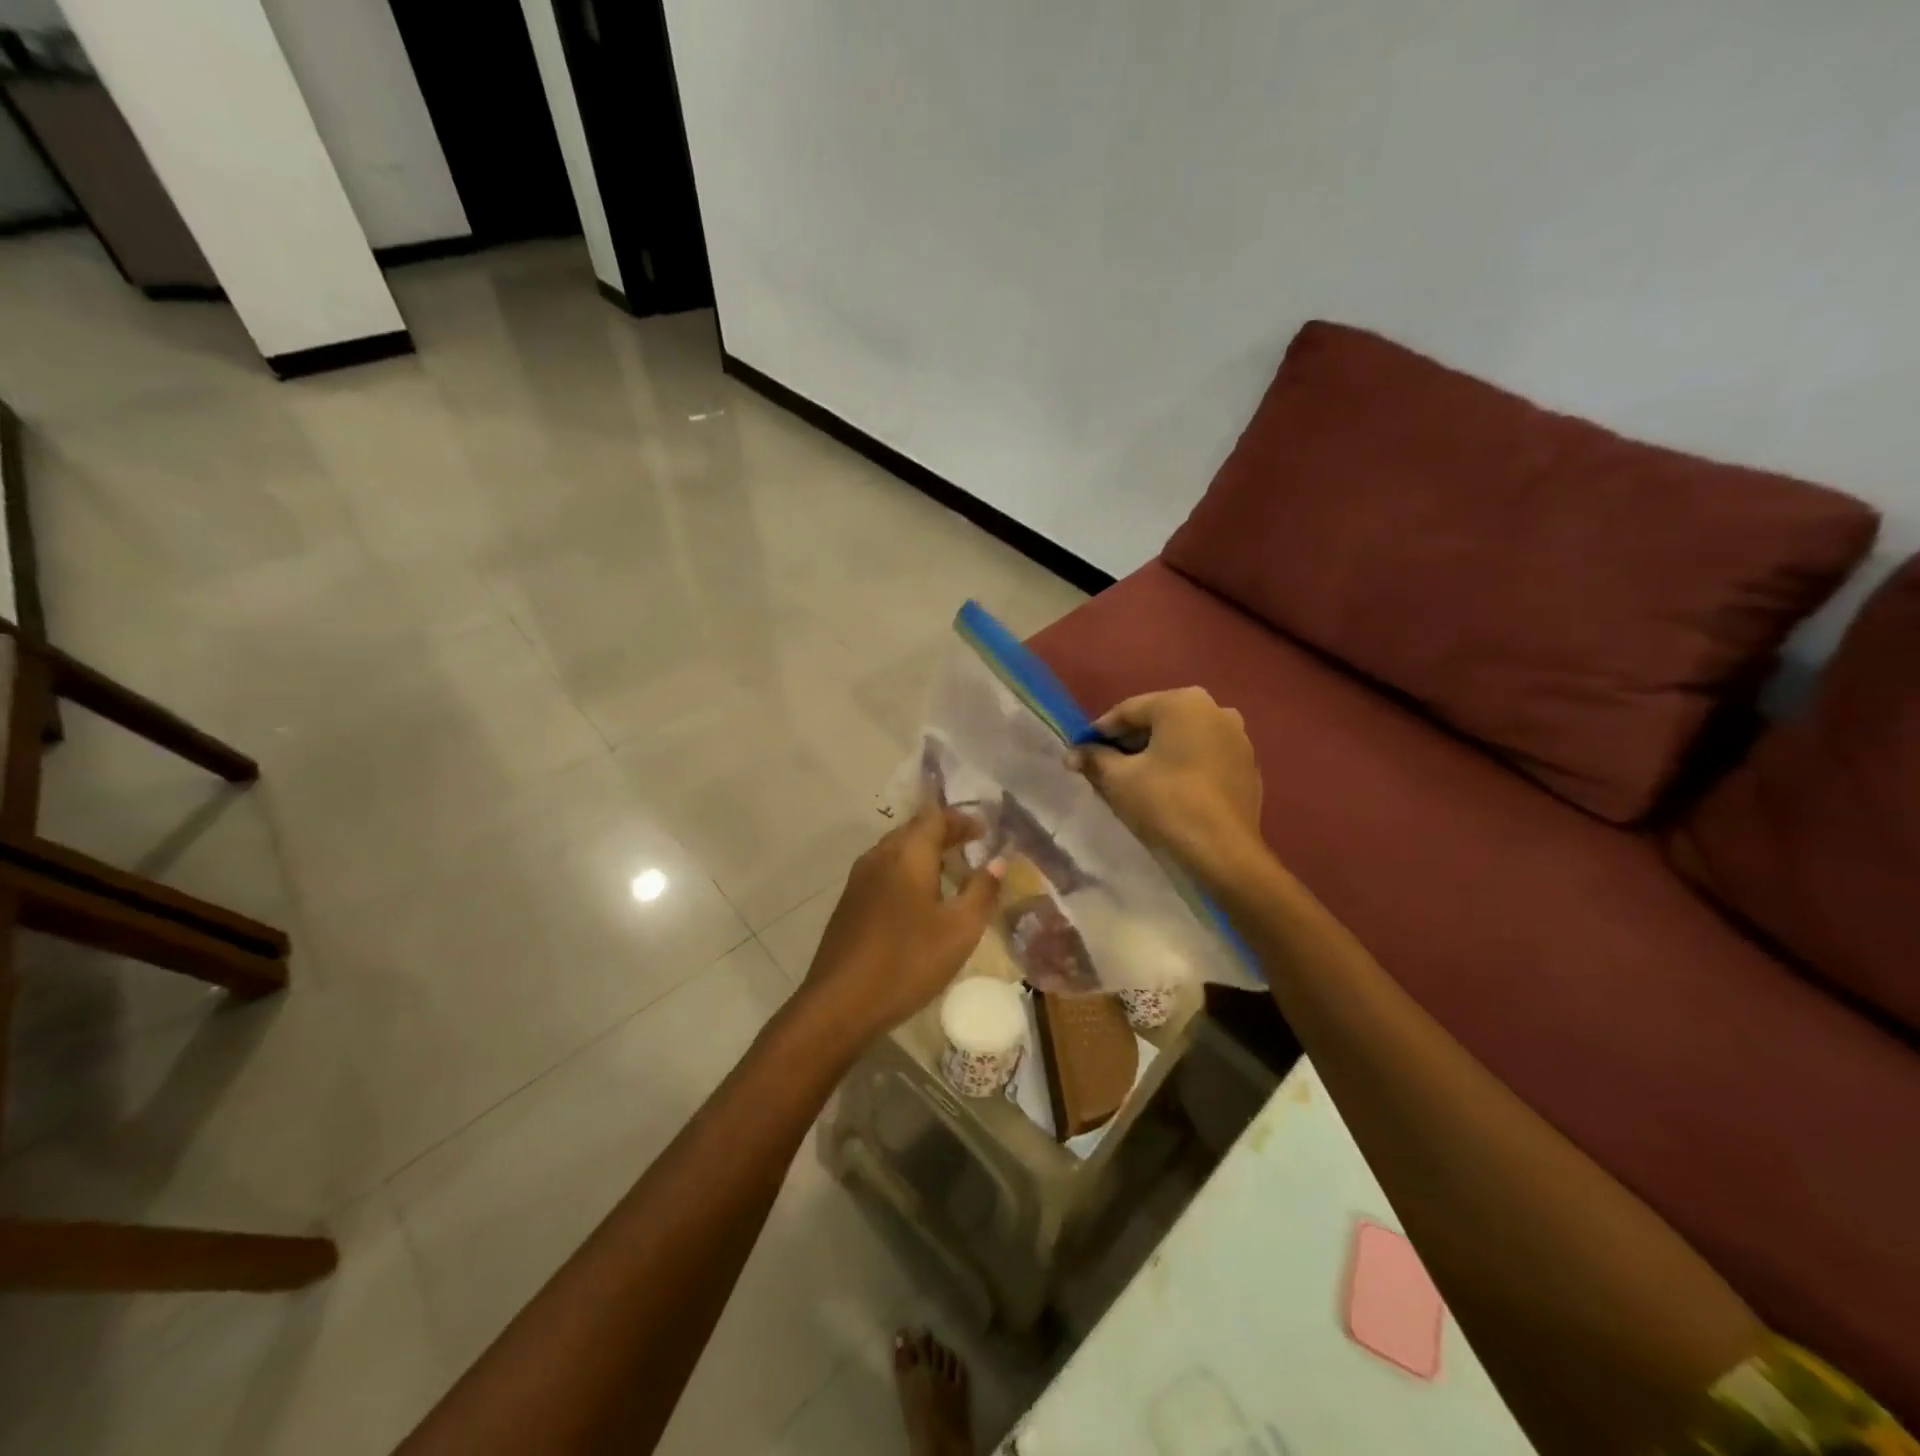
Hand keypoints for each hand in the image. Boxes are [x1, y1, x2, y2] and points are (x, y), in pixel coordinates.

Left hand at [794, 801, 1003, 1055]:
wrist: (840, 1002)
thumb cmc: (908, 961)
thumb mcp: (960, 929)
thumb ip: (982, 891)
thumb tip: (997, 861)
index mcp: (907, 854)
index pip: (936, 817)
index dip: (962, 819)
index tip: (985, 832)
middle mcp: (879, 856)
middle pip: (914, 830)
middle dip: (944, 833)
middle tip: (971, 847)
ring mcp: (859, 879)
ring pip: (896, 851)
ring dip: (924, 853)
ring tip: (950, 872)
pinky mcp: (849, 903)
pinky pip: (884, 871)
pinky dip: (907, 872)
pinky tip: (919, 899)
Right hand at [1069, 687, 1264, 886]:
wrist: (1224, 852)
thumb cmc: (1166, 804)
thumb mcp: (1119, 779)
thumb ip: (1094, 758)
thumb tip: (1073, 753)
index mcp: (1183, 702)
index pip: (1128, 711)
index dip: (1099, 732)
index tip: (1081, 751)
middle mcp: (1216, 710)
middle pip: (1158, 721)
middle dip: (1129, 742)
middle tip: (1104, 766)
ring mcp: (1238, 738)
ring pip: (1183, 740)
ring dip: (1157, 754)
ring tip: (1134, 780)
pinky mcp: (1248, 767)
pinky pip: (1205, 758)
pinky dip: (1183, 767)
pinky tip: (1169, 791)